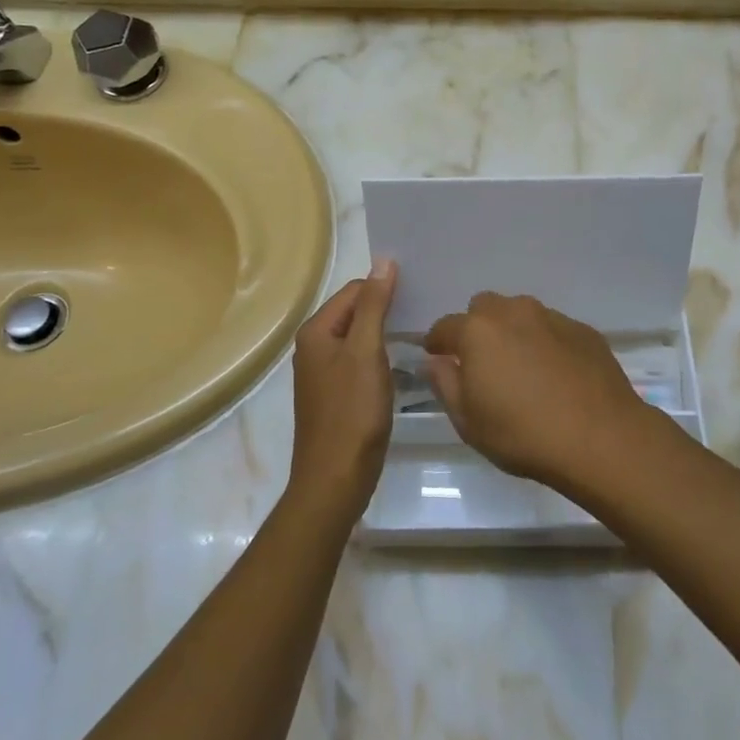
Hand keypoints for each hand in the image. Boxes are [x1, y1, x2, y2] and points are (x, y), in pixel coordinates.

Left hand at [288, 260, 396, 514]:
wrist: (336, 479)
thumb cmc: (352, 413)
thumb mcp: (366, 352)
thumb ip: (375, 305)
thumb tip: (384, 260)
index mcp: (316, 331)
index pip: (355, 290)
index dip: (385, 288)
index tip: (420, 292)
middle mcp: (314, 346)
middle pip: (356, 311)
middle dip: (386, 308)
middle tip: (425, 308)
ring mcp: (324, 372)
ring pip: (360, 337)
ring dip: (386, 332)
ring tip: (420, 330)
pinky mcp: (336, 394)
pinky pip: (360, 360)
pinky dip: (380, 356)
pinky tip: (403, 362)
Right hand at [423, 293, 649, 490]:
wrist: (600, 437)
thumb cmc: (523, 434)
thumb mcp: (469, 421)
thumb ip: (445, 384)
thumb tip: (436, 361)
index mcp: (478, 331)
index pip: (445, 326)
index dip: (437, 341)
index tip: (437, 356)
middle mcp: (513, 312)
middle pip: (484, 308)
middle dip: (477, 328)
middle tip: (483, 362)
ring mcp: (552, 317)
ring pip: (521, 313)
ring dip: (514, 332)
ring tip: (522, 368)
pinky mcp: (583, 330)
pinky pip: (553, 328)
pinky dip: (546, 343)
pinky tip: (555, 374)